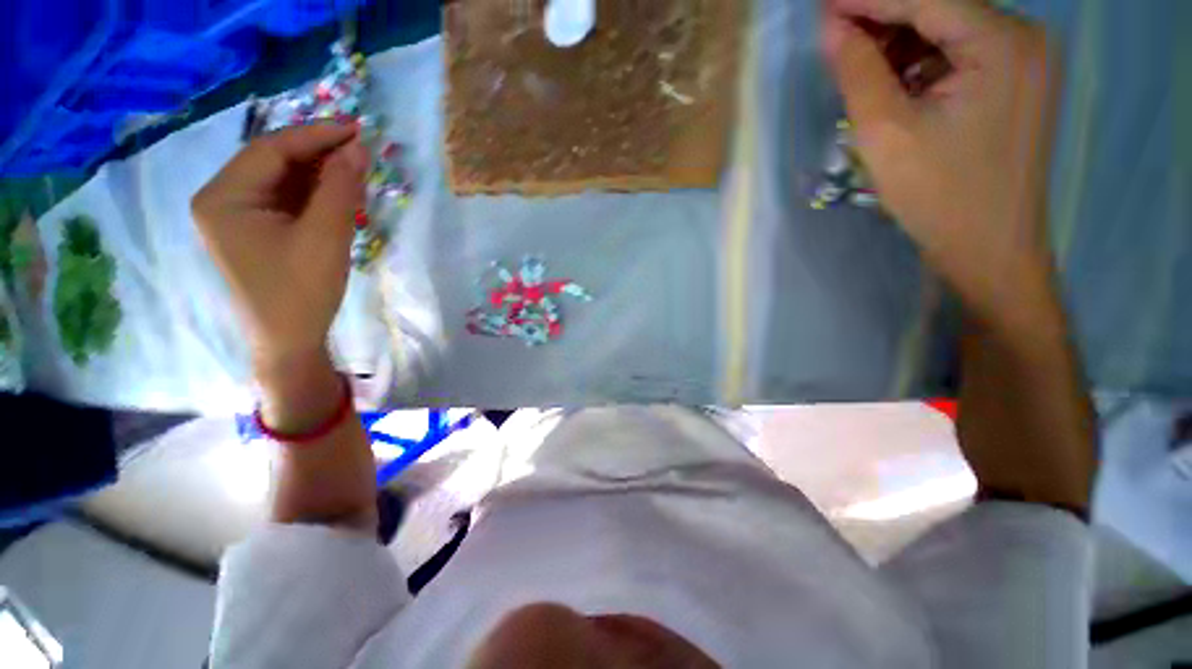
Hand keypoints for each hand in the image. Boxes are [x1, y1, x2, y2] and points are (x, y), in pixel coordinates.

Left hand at [192, 124, 368, 368]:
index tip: (356, 130)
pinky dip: (314, 192)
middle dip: (318, 153)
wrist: (289, 341)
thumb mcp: (326, 237)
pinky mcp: (255, 231)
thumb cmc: (301, 292)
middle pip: (273, 161)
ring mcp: (237, 216)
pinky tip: (340, 192)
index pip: (270, 150)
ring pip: (282, 179)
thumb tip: (358, 148)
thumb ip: (341, 188)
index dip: (315, 135)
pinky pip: (285, 199)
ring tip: (356, 169)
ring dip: (319, 172)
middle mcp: (222, 199)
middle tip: (360, 148)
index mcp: (223, 197)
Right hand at [823, 0, 1057, 320]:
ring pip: (947, 30)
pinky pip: (958, 55)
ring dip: (899, 43)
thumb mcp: (886, 132)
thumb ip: (857, 71)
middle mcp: (1022, 37)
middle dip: (883, 20)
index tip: (823, 6)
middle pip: (940, 8)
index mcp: (1003, 41)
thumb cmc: (939, 195)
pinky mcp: (1014, 82)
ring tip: (857, 67)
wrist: (989, 248)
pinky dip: (920, 63)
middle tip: (835, 40)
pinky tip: (892, 84)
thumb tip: (831, 28)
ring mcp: (1023, 60)